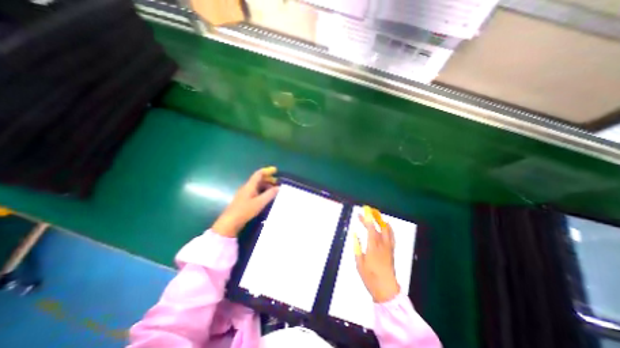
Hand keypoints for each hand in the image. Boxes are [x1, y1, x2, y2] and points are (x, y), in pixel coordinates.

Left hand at [213, 167, 280, 237]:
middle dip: (268, 179)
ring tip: (274, 190)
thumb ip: (270, 194)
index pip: (259, 174)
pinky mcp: (244, 200)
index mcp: (250, 186)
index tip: (275, 170)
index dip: (267, 171)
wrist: (230, 222)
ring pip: (257, 186)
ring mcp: (245, 194)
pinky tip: (266, 197)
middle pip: (258, 179)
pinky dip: (262, 191)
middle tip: (277, 182)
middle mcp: (247, 187)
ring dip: (266, 186)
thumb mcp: (260, 202)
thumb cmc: (245, 210)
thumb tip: (278, 187)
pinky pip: (255, 192)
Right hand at [356, 208, 399, 303]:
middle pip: (377, 227)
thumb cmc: (370, 277)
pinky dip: (388, 228)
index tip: (363, 211)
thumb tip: (354, 234)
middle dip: (370, 219)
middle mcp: (382, 245)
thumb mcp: (359, 263)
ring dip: (380, 221)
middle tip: (362, 214)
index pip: (371, 229)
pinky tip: (386, 225)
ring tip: (374, 216)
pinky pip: (391, 236)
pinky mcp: (391, 251)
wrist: (386, 290)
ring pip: (386, 230)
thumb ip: (357, 247)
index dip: (367, 219)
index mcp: (373, 247)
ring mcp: (388, 247)